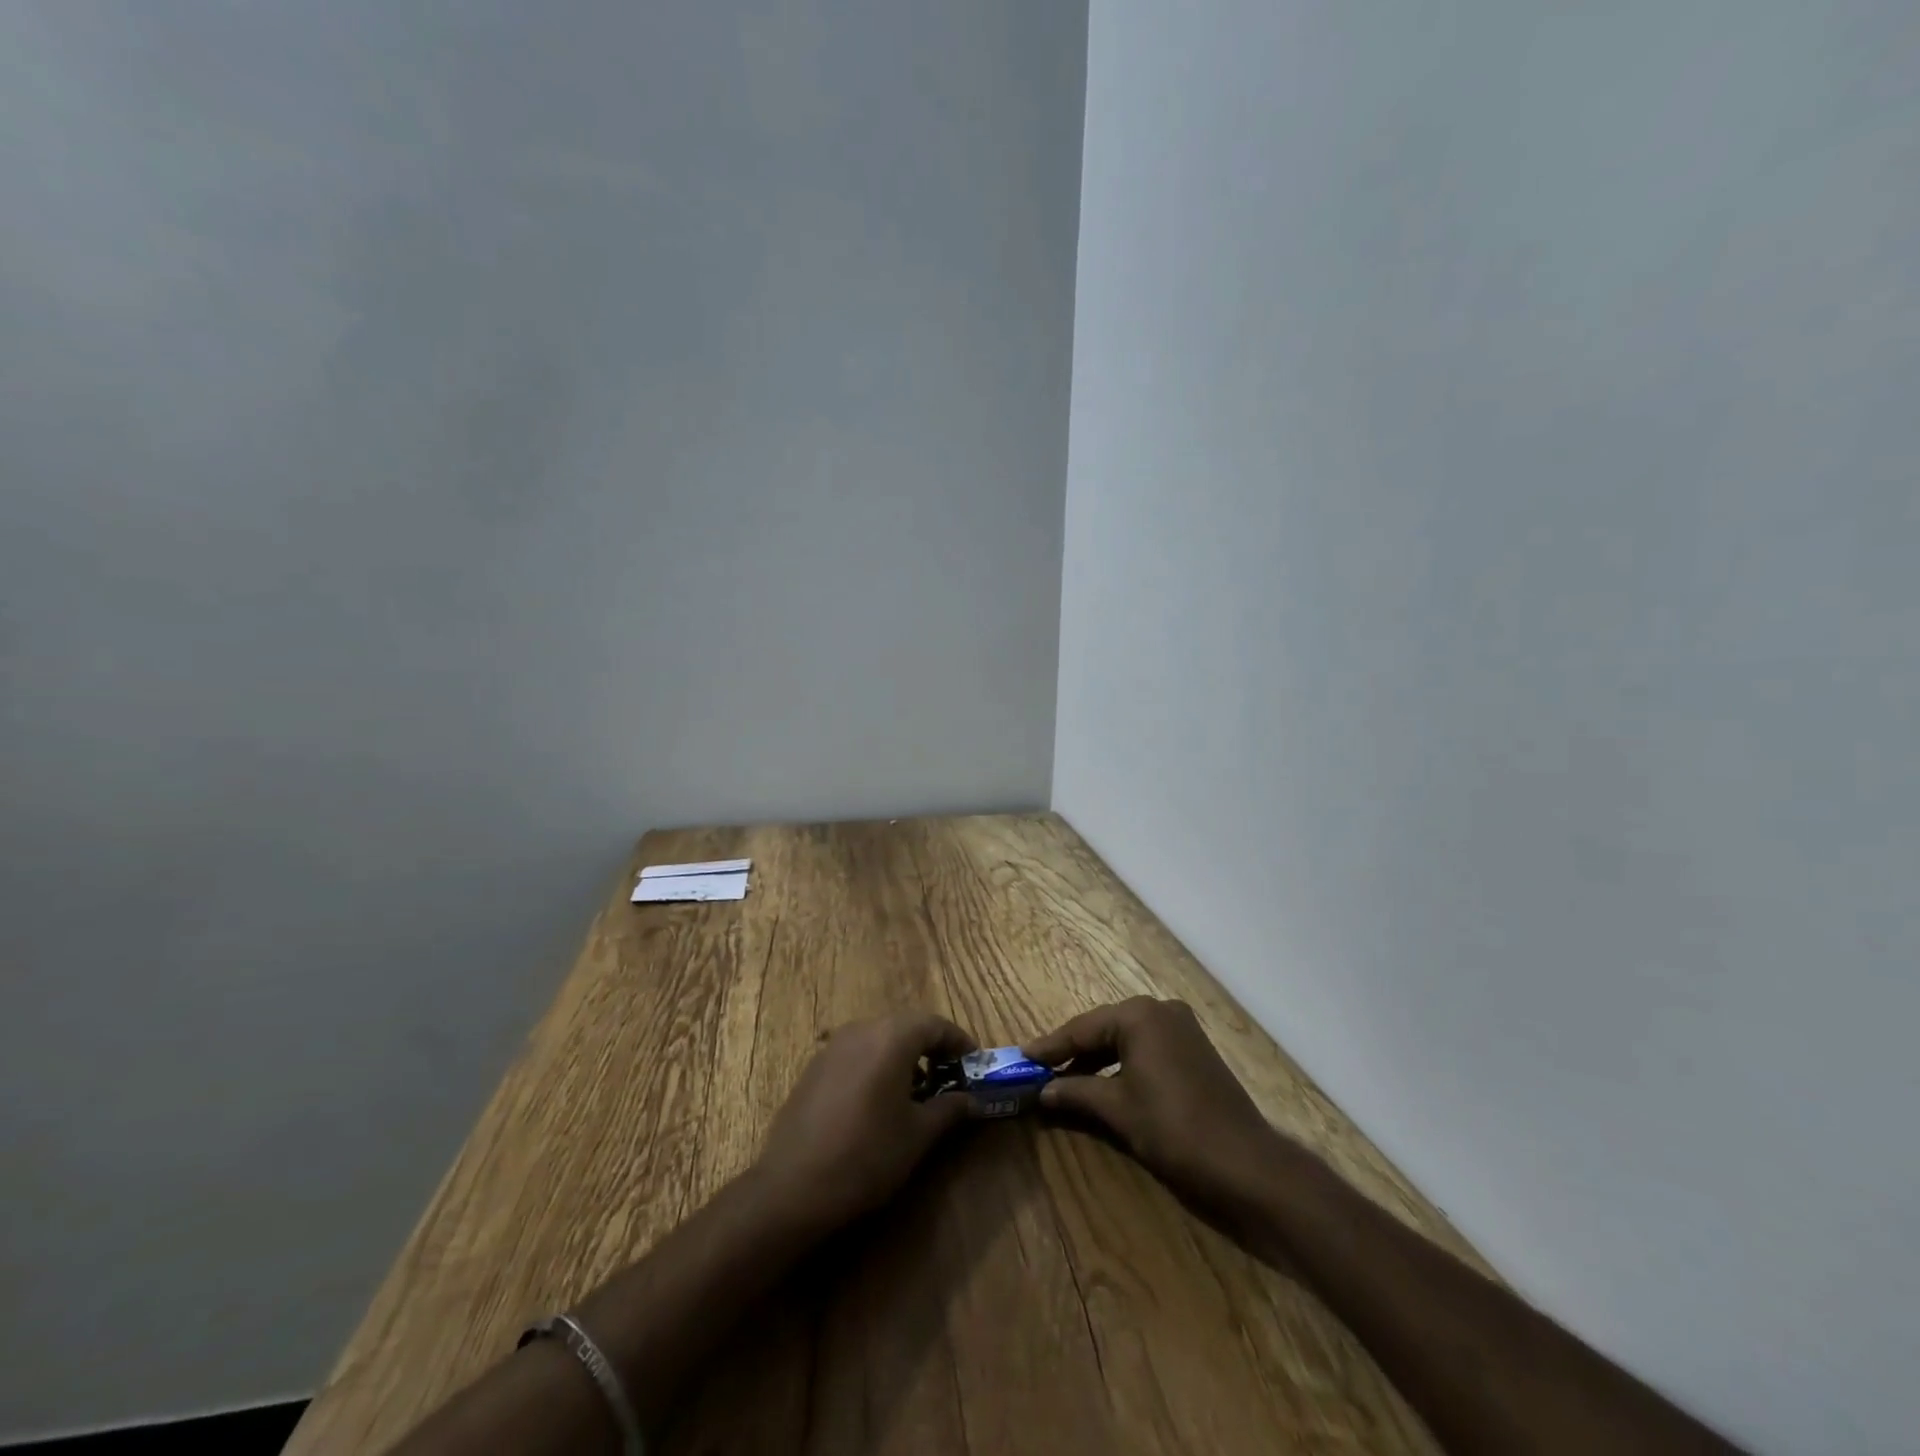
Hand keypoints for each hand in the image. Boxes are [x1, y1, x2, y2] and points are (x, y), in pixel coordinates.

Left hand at [755, 1012, 975, 1232]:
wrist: (793, 1187)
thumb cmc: (867, 1155)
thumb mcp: (918, 1134)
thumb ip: (949, 1109)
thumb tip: (971, 1100)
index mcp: (891, 1037)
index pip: (935, 1024)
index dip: (959, 1041)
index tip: (974, 1063)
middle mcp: (861, 1030)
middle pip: (906, 1026)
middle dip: (931, 1047)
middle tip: (950, 1075)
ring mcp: (833, 1046)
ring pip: (879, 1038)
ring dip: (903, 1055)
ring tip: (918, 1090)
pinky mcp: (814, 1066)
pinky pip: (856, 1053)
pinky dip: (877, 1064)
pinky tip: (880, 1099)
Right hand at [1024, 997, 1281, 1206]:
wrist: (1245, 1163)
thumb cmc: (1173, 1128)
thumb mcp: (1117, 1109)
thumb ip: (1075, 1093)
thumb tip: (1041, 1092)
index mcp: (1138, 1015)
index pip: (1082, 1028)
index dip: (1050, 1046)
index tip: (1021, 1057)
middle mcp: (1160, 1010)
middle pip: (1103, 1029)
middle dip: (1073, 1052)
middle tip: (1040, 1069)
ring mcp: (1181, 1027)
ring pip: (1125, 1039)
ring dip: (1096, 1059)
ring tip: (1065, 1080)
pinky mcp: (1194, 1049)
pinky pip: (1145, 1048)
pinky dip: (1121, 1064)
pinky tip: (1103, 1083)